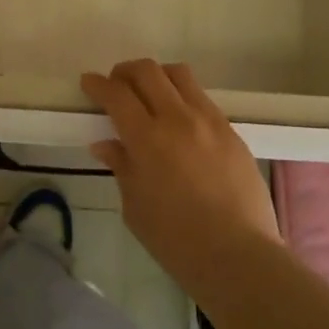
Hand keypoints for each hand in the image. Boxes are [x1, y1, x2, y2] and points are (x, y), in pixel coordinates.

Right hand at [84, 60, 281, 298]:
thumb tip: (105, 144)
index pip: (117, 94)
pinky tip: (180, 120)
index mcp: (148, 139)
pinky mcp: (231, 130)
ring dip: (157, 76)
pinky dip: (183, 97)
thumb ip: (122, 167)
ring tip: (150, 94)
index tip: (88, 82)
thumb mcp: (135, 207)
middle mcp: (178, 119)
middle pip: (147, 71)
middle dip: (125, 72)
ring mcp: (209, 120)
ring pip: (179, 74)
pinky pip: (202, 98)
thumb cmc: (177, 241)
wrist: (240, 257)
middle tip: (116, 85)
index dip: (98, 84)